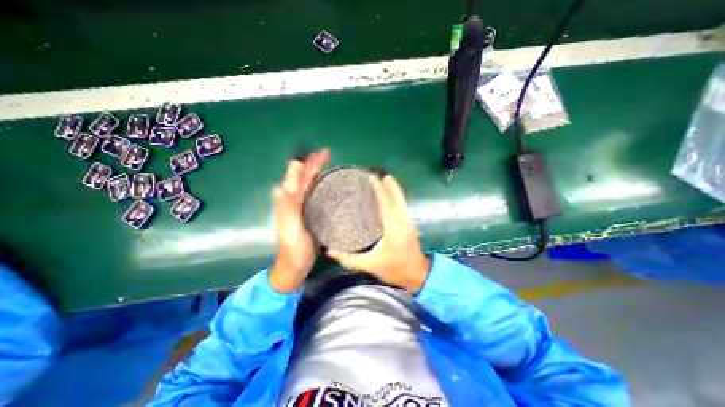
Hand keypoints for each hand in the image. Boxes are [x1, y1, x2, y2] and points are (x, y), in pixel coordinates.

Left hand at [269, 149, 329, 291]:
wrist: (296, 264)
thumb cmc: (294, 246)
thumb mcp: (290, 225)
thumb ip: (289, 203)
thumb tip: (287, 178)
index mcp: (288, 200)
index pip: (298, 176)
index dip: (309, 163)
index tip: (323, 153)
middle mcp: (294, 200)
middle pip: (304, 177)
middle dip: (314, 164)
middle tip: (328, 154)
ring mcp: (302, 206)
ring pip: (309, 184)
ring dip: (317, 172)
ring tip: (328, 164)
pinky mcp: (310, 213)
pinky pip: (315, 194)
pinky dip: (320, 185)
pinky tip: (327, 183)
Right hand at [330, 173, 428, 289]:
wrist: (417, 275)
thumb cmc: (394, 269)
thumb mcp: (370, 265)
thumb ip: (349, 259)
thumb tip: (330, 250)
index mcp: (393, 230)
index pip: (386, 205)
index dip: (379, 190)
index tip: (372, 178)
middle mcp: (403, 222)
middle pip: (397, 198)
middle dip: (389, 184)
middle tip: (379, 173)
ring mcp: (409, 222)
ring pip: (402, 200)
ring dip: (394, 189)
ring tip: (385, 179)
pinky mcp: (410, 223)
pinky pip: (403, 205)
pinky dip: (397, 196)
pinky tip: (391, 193)